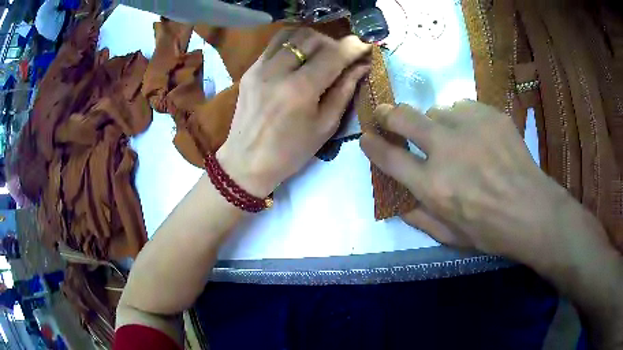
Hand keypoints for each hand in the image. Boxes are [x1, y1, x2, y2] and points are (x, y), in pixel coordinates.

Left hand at [217, 28, 371, 197]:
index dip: (353, 47)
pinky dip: (292, 43)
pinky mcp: (250, 69)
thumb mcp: (325, 127)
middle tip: (341, 56)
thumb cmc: (290, 152)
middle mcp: (278, 71)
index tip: (365, 45)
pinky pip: (275, 43)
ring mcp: (260, 67)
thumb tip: (361, 66)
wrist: (246, 162)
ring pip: (292, 34)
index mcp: (300, 90)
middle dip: (333, 42)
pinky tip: (299, 57)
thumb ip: (344, 91)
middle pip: (312, 38)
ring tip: (320, 54)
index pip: (332, 55)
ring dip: (312, 40)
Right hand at [359, 101, 612, 269]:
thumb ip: (418, 218)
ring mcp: (470, 128)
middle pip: (404, 117)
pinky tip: (474, 133)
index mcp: (433, 186)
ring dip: (435, 122)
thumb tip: (397, 201)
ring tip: (450, 136)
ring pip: (436, 110)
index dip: (372, 145)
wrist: (532, 212)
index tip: (366, 137)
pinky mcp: (490, 116)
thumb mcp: (449, 237)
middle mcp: (446, 151)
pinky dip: (461, 118)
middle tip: (387, 115)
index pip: (389, 157)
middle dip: (388, 114)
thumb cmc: (490, 232)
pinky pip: (463, 107)